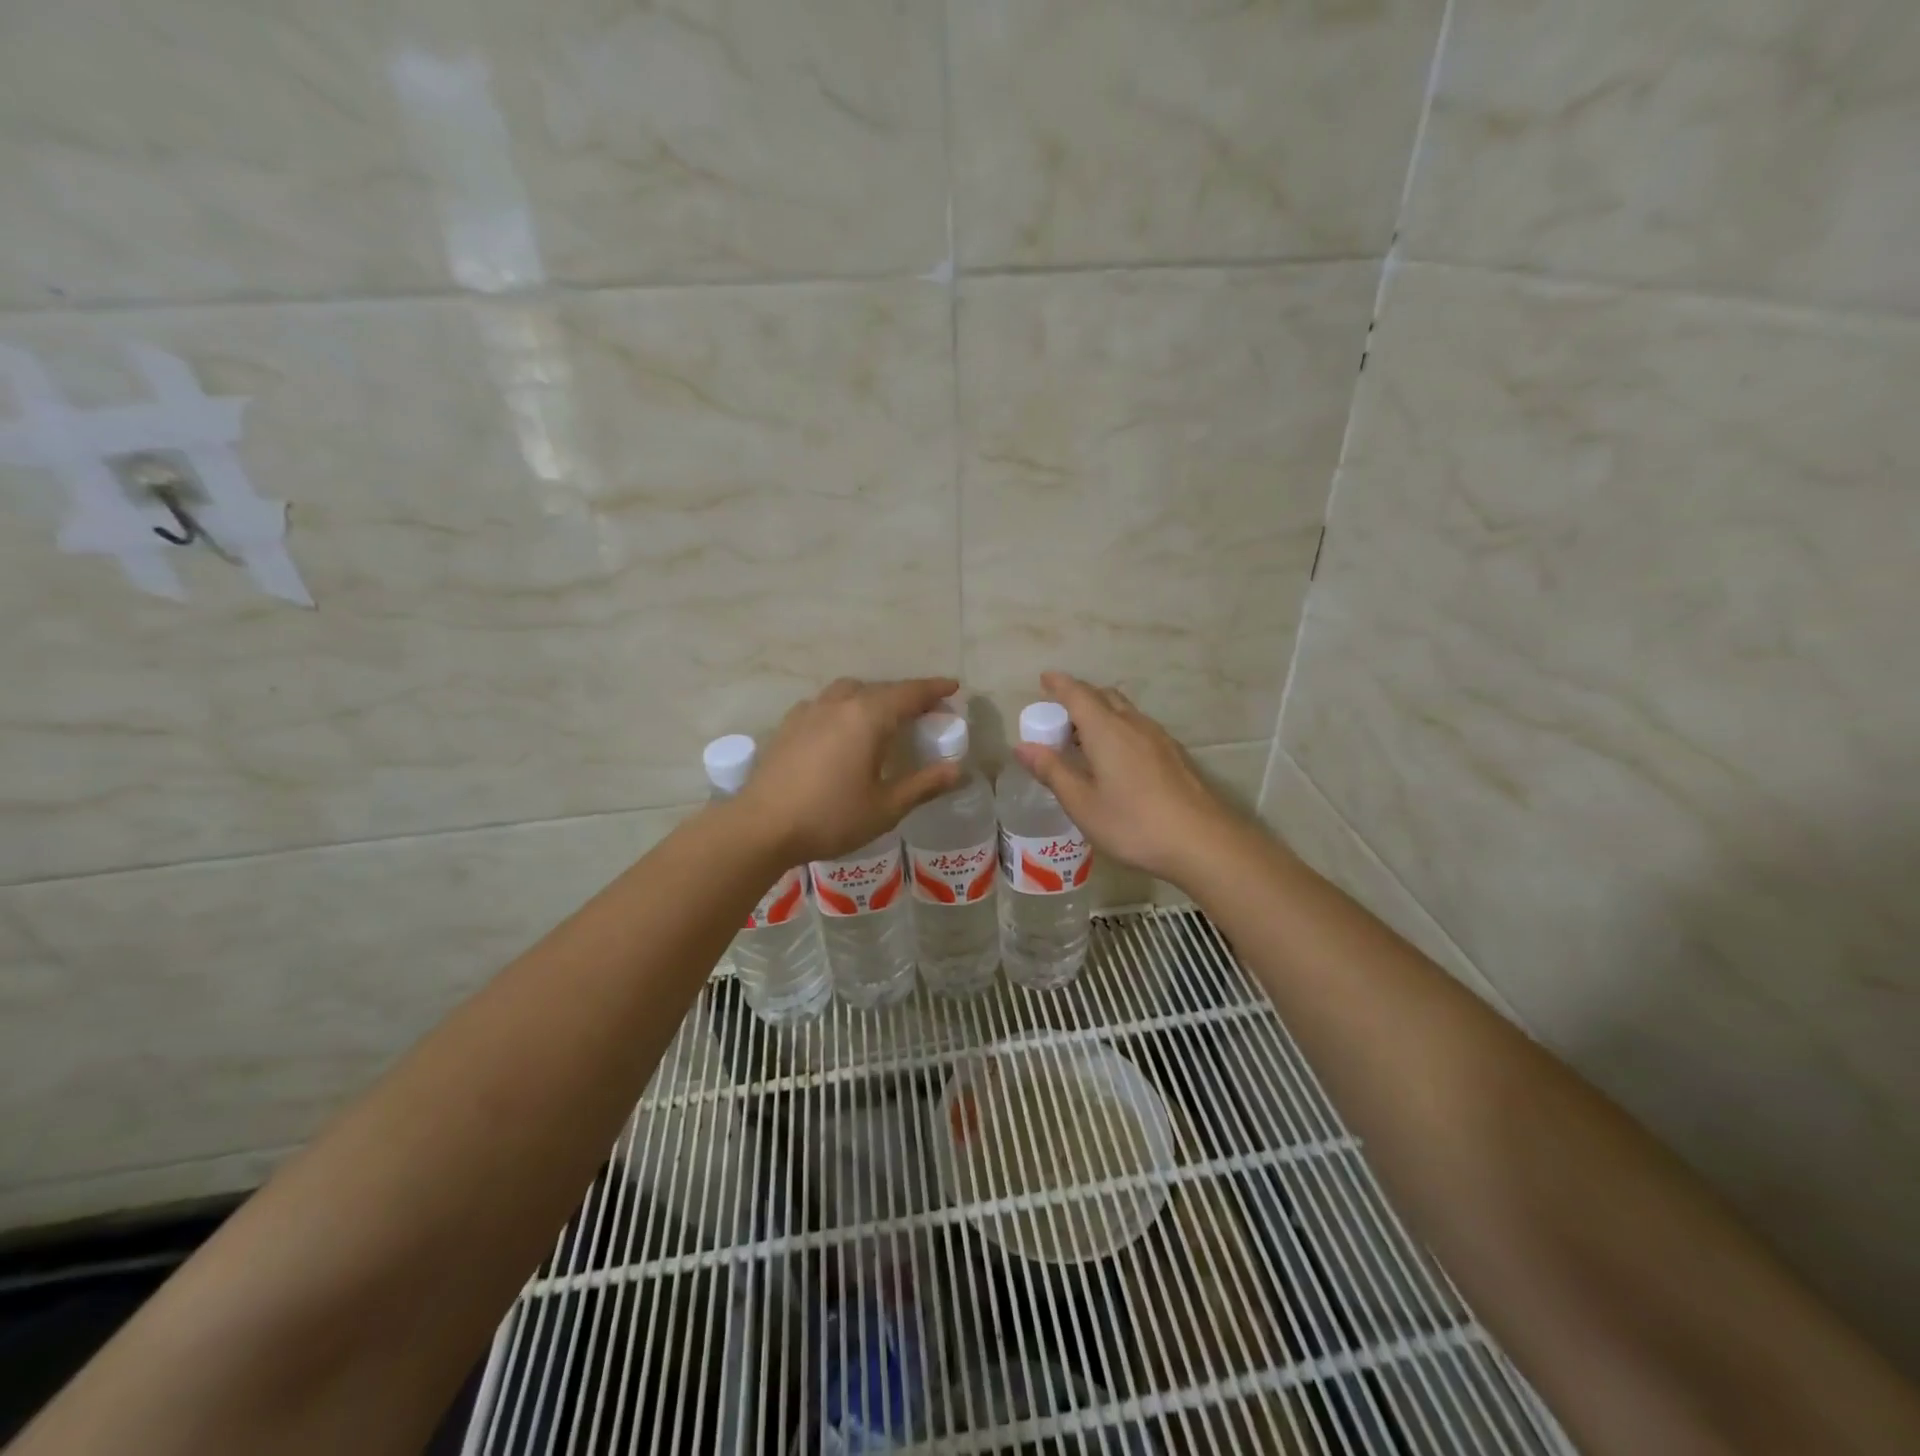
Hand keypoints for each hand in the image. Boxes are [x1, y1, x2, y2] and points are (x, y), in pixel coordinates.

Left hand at [740, 677, 961, 863]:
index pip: (909, 693)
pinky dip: (844, 707)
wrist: (761, 827)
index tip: (953, 687)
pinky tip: (842, 730)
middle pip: (880, 689)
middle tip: (924, 711)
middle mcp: (839, 704)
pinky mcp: (789, 726)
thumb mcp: (885, 808)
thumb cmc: (830, 817)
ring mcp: (809, 712)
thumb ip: (923, 785)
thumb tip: (957, 770)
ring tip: (884, 717)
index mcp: (868, 717)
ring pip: (849, 692)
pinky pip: (825, 704)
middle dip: (906, 695)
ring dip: (872, 697)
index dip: (934, 689)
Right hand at [1013, 671, 1245, 884]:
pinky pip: (1139, 728)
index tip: (1044, 679)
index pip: (1078, 694)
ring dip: (1101, 715)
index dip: (1059, 684)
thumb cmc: (1133, 823)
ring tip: (1084, 740)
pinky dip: (1119, 730)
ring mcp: (1159, 738)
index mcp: (1107, 730)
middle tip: (1060, 716)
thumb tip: (1022, 746)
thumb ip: (1052, 771)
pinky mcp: (1174, 755)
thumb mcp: (1082, 803)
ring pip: (1124, 712)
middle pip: (1104, 697)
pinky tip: (1117, 760)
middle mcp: (1133, 724)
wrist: (1203, 842)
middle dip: (1080, 698)